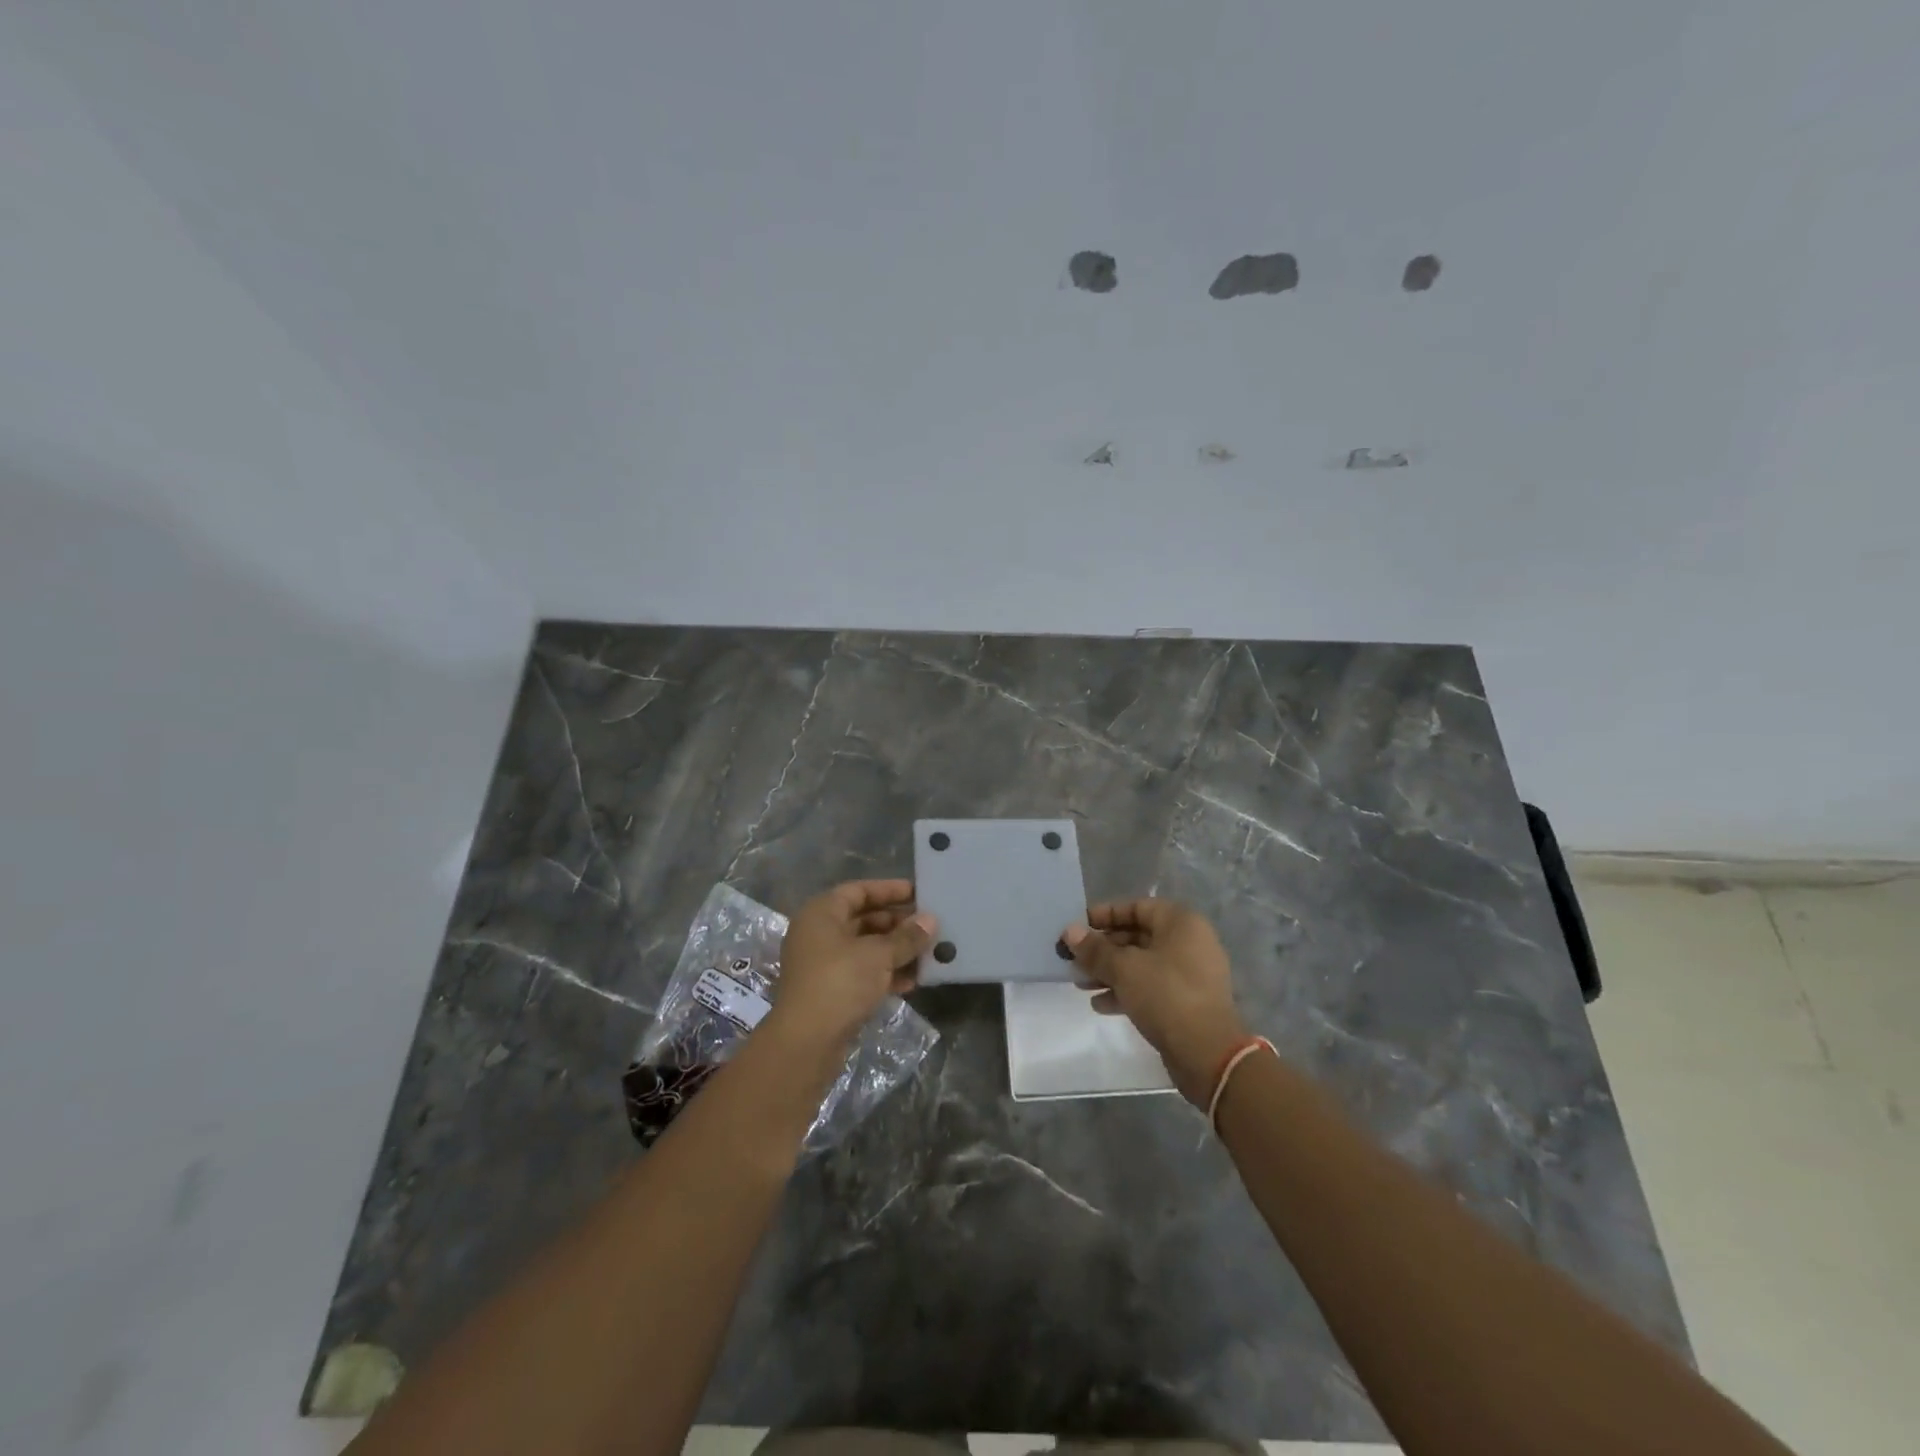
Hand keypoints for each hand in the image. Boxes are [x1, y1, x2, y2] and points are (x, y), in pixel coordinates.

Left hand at [773, 880, 935, 1047]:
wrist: (807, 1042)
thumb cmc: (840, 982)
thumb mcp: (879, 955)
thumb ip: (906, 937)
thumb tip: (930, 921)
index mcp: (822, 913)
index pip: (858, 891)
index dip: (889, 890)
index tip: (918, 894)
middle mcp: (818, 934)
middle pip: (863, 919)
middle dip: (897, 924)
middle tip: (928, 927)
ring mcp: (822, 964)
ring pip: (864, 948)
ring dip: (895, 951)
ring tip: (927, 954)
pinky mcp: (829, 991)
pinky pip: (862, 973)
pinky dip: (884, 974)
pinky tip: (912, 982)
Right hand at [1063, 899, 1248, 1105]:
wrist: (1208, 1053)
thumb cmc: (1166, 995)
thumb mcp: (1124, 968)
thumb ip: (1095, 949)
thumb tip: (1070, 931)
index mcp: (1181, 923)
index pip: (1137, 907)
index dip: (1105, 915)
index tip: (1078, 927)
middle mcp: (1189, 942)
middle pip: (1138, 936)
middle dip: (1103, 948)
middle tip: (1074, 959)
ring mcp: (1190, 974)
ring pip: (1142, 964)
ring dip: (1110, 971)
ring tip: (1080, 983)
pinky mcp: (1187, 1001)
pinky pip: (1151, 987)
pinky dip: (1126, 991)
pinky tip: (1100, 1004)